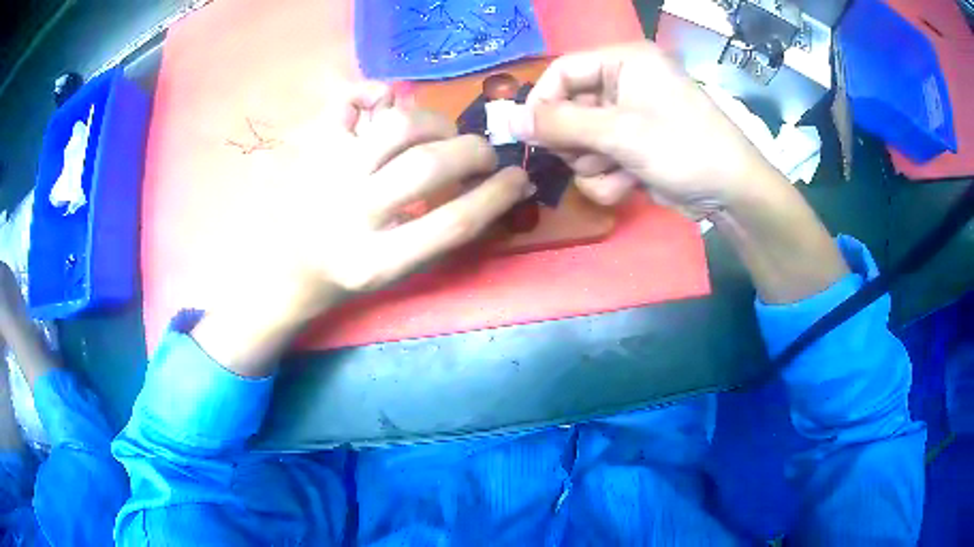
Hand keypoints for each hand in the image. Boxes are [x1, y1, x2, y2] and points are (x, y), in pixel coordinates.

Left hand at [193, 82, 530, 374]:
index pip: (453, 222)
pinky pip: (344, 103)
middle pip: (429, 166)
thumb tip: (501, 188)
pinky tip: (388, 99)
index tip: (518, 178)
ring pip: (398, 127)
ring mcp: (328, 175)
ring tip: (443, 133)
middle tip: (482, 155)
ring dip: (436, 122)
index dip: (497, 195)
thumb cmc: (351, 275)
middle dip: (473, 152)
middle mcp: (351, 213)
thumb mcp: (400, 273)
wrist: (291, 270)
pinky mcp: (314, 150)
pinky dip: (371, 90)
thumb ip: (445, 234)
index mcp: (377, 261)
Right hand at [511, 43, 847, 303]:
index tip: (530, 135)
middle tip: (592, 156)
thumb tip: (509, 120)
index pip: (563, 71)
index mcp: (625, 61)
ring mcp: (630, 118)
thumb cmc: (683, 147)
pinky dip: (610, 178)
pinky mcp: (634, 148)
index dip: (543, 102)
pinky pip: (601, 162)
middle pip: (569, 108)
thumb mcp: (620, 132)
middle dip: (577, 142)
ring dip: (595, 165)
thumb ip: (561, 124)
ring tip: (621, 171)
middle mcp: (624, 83)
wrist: (732, 194)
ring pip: (582, 141)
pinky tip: (632, 183)